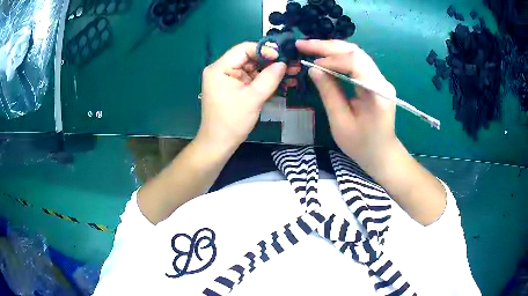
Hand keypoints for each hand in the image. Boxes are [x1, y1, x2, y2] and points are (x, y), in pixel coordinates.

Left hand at [198, 42, 286, 150]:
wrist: (219, 143)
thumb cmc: (232, 121)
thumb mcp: (253, 98)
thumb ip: (269, 78)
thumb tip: (283, 63)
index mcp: (220, 68)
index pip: (244, 49)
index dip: (264, 50)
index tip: (282, 58)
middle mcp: (221, 69)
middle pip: (249, 58)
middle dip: (270, 62)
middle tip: (291, 66)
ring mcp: (227, 78)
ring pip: (252, 68)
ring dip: (270, 72)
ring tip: (291, 74)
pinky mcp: (233, 87)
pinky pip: (250, 79)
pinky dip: (264, 81)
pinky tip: (281, 82)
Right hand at [296, 39, 398, 173]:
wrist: (382, 154)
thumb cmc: (362, 145)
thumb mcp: (340, 122)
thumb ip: (328, 93)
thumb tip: (314, 69)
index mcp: (377, 92)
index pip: (355, 62)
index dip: (331, 58)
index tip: (311, 62)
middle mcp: (381, 81)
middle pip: (355, 52)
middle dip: (327, 46)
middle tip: (302, 44)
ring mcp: (380, 79)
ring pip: (356, 54)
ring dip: (332, 49)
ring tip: (310, 47)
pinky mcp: (376, 81)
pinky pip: (357, 62)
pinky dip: (339, 57)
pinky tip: (324, 57)